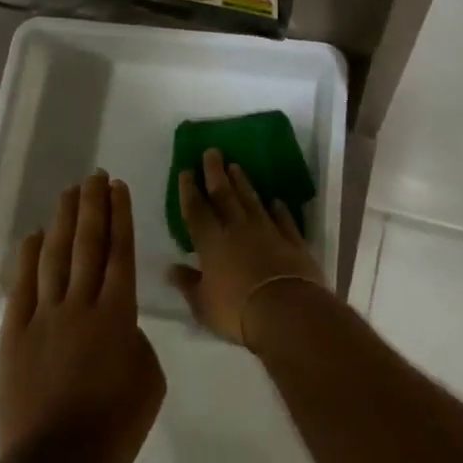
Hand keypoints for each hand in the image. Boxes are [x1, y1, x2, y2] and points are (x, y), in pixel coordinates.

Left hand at [0, 172, 164, 462]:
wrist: (57, 462)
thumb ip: (138, 343)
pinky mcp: (16, 334)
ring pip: (56, 257)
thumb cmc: (114, 426)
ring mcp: (45, 316)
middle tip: (94, 177)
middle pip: (88, 244)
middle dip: (93, 206)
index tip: (118, 187)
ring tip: (69, 193)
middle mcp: (81, 304)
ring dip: (64, 221)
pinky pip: (23, 286)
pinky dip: (29, 258)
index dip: (120, 216)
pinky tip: (35, 236)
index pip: (120, 252)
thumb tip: (122, 328)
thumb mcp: (150, 381)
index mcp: (118, 314)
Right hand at [169, 149, 328, 345]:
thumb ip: (187, 284)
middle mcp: (237, 229)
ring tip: (236, 166)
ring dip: (243, 183)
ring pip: (252, 200)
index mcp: (211, 242)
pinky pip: (283, 219)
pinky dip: (279, 209)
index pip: (196, 210)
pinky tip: (276, 201)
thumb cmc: (236, 311)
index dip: (189, 190)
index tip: (186, 170)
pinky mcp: (292, 241)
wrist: (287, 310)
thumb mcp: (203, 305)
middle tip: (212, 151)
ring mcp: (267, 231)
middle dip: (215, 172)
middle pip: (224, 194)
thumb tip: (170, 268)